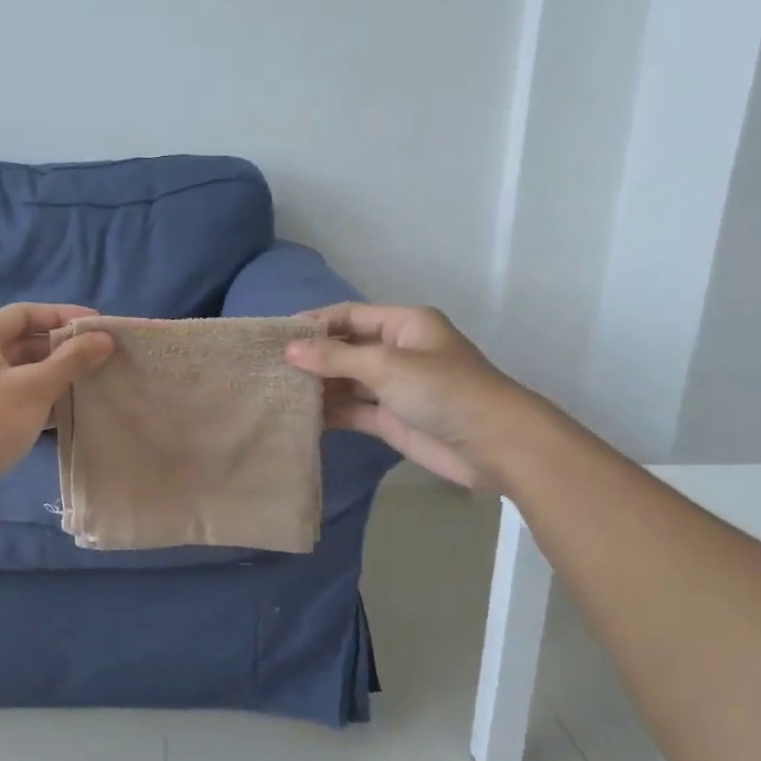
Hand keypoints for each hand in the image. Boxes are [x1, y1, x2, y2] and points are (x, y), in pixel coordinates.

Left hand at [0, 303, 114, 521]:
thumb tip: (104, 338)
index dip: (64, 316)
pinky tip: (62, 413)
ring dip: (49, 377)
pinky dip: (33, 399)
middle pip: (20, 341)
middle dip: (60, 350)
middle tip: (98, 359)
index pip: (26, 313)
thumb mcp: (35, 387)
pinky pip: (6, 396)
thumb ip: (71, 360)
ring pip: (14, 372)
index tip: (99, 327)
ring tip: (87, 385)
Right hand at [284, 304, 534, 489]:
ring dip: (316, 386)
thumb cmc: (443, 390)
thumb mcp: (386, 366)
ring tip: (274, 391)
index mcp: (403, 325)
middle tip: (266, 366)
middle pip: (344, 348)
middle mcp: (396, 351)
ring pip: (345, 381)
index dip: (313, 323)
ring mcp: (393, 387)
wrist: (494, 445)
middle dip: (310, 356)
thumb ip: (335, 358)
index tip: (274, 336)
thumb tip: (289, 350)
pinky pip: (351, 410)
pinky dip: (328, 412)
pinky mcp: (389, 419)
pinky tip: (298, 416)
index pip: (349, 315)